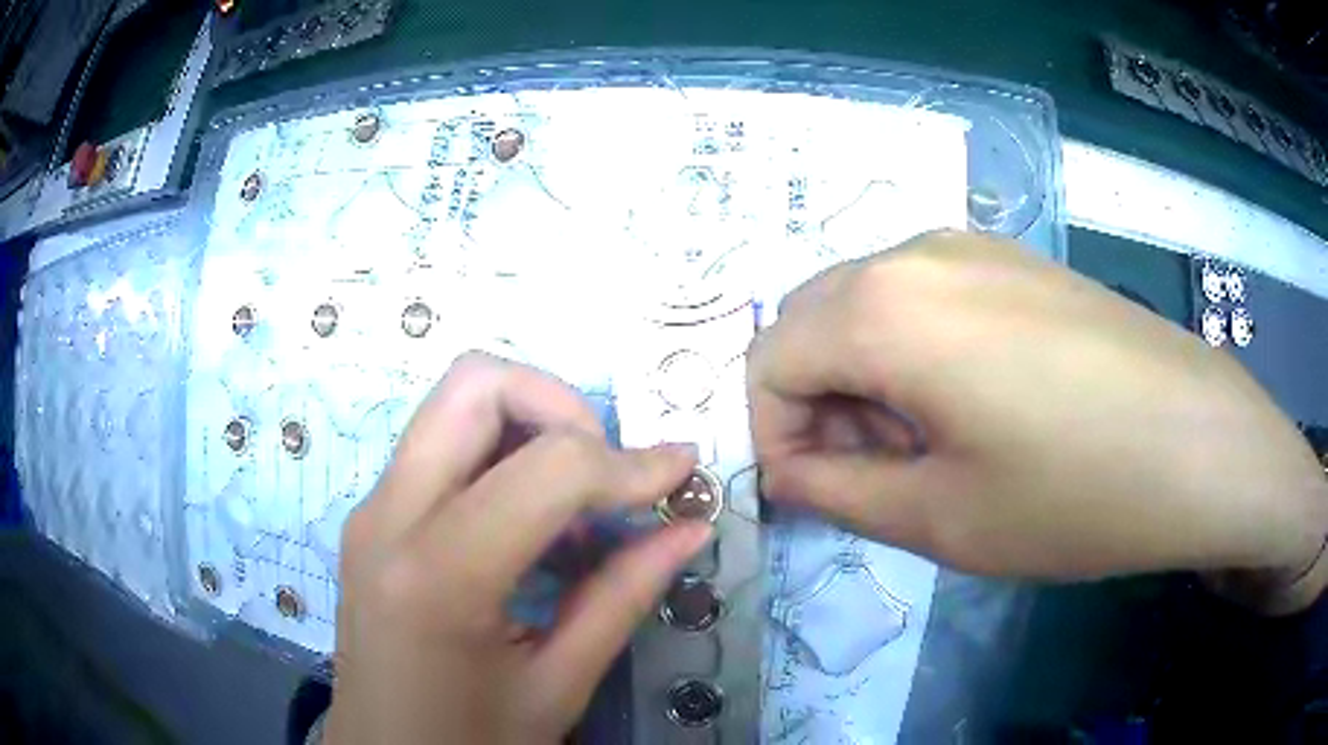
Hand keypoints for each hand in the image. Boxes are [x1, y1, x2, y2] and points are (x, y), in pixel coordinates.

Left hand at [325, 353, 708, 743]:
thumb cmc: (469, 740)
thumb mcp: (558, 686)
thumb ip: (623, 597)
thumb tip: (689, 528)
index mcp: (437, 574)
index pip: (548, 466)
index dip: (629, 463)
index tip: (680, 476)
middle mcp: (388, 516)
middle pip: (474, 383)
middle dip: (560, 405)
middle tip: (606, 471)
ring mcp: (372, 510)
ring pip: (453, 405)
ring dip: (529, 427)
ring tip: (575, 507)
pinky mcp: (372, 518)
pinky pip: (439, 448)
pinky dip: (499, 456)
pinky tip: (532, 526)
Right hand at [749, 230, 1327, 610]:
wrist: (1201, 443)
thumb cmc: (1075, 493)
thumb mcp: (940, 518)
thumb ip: (837, 491)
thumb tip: (788, 471)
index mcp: (883, 307)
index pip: (768, 363)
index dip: (772, 437)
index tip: (814, 493)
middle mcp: (915, 251)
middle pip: (810, 321)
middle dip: (813, 401)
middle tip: (868, 471)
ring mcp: (971, 244)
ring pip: (865, 303)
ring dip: (862, 374)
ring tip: (923, 443)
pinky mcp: (1014, 259)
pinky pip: (922, 294)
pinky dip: (910, 348)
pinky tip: (970, 401)